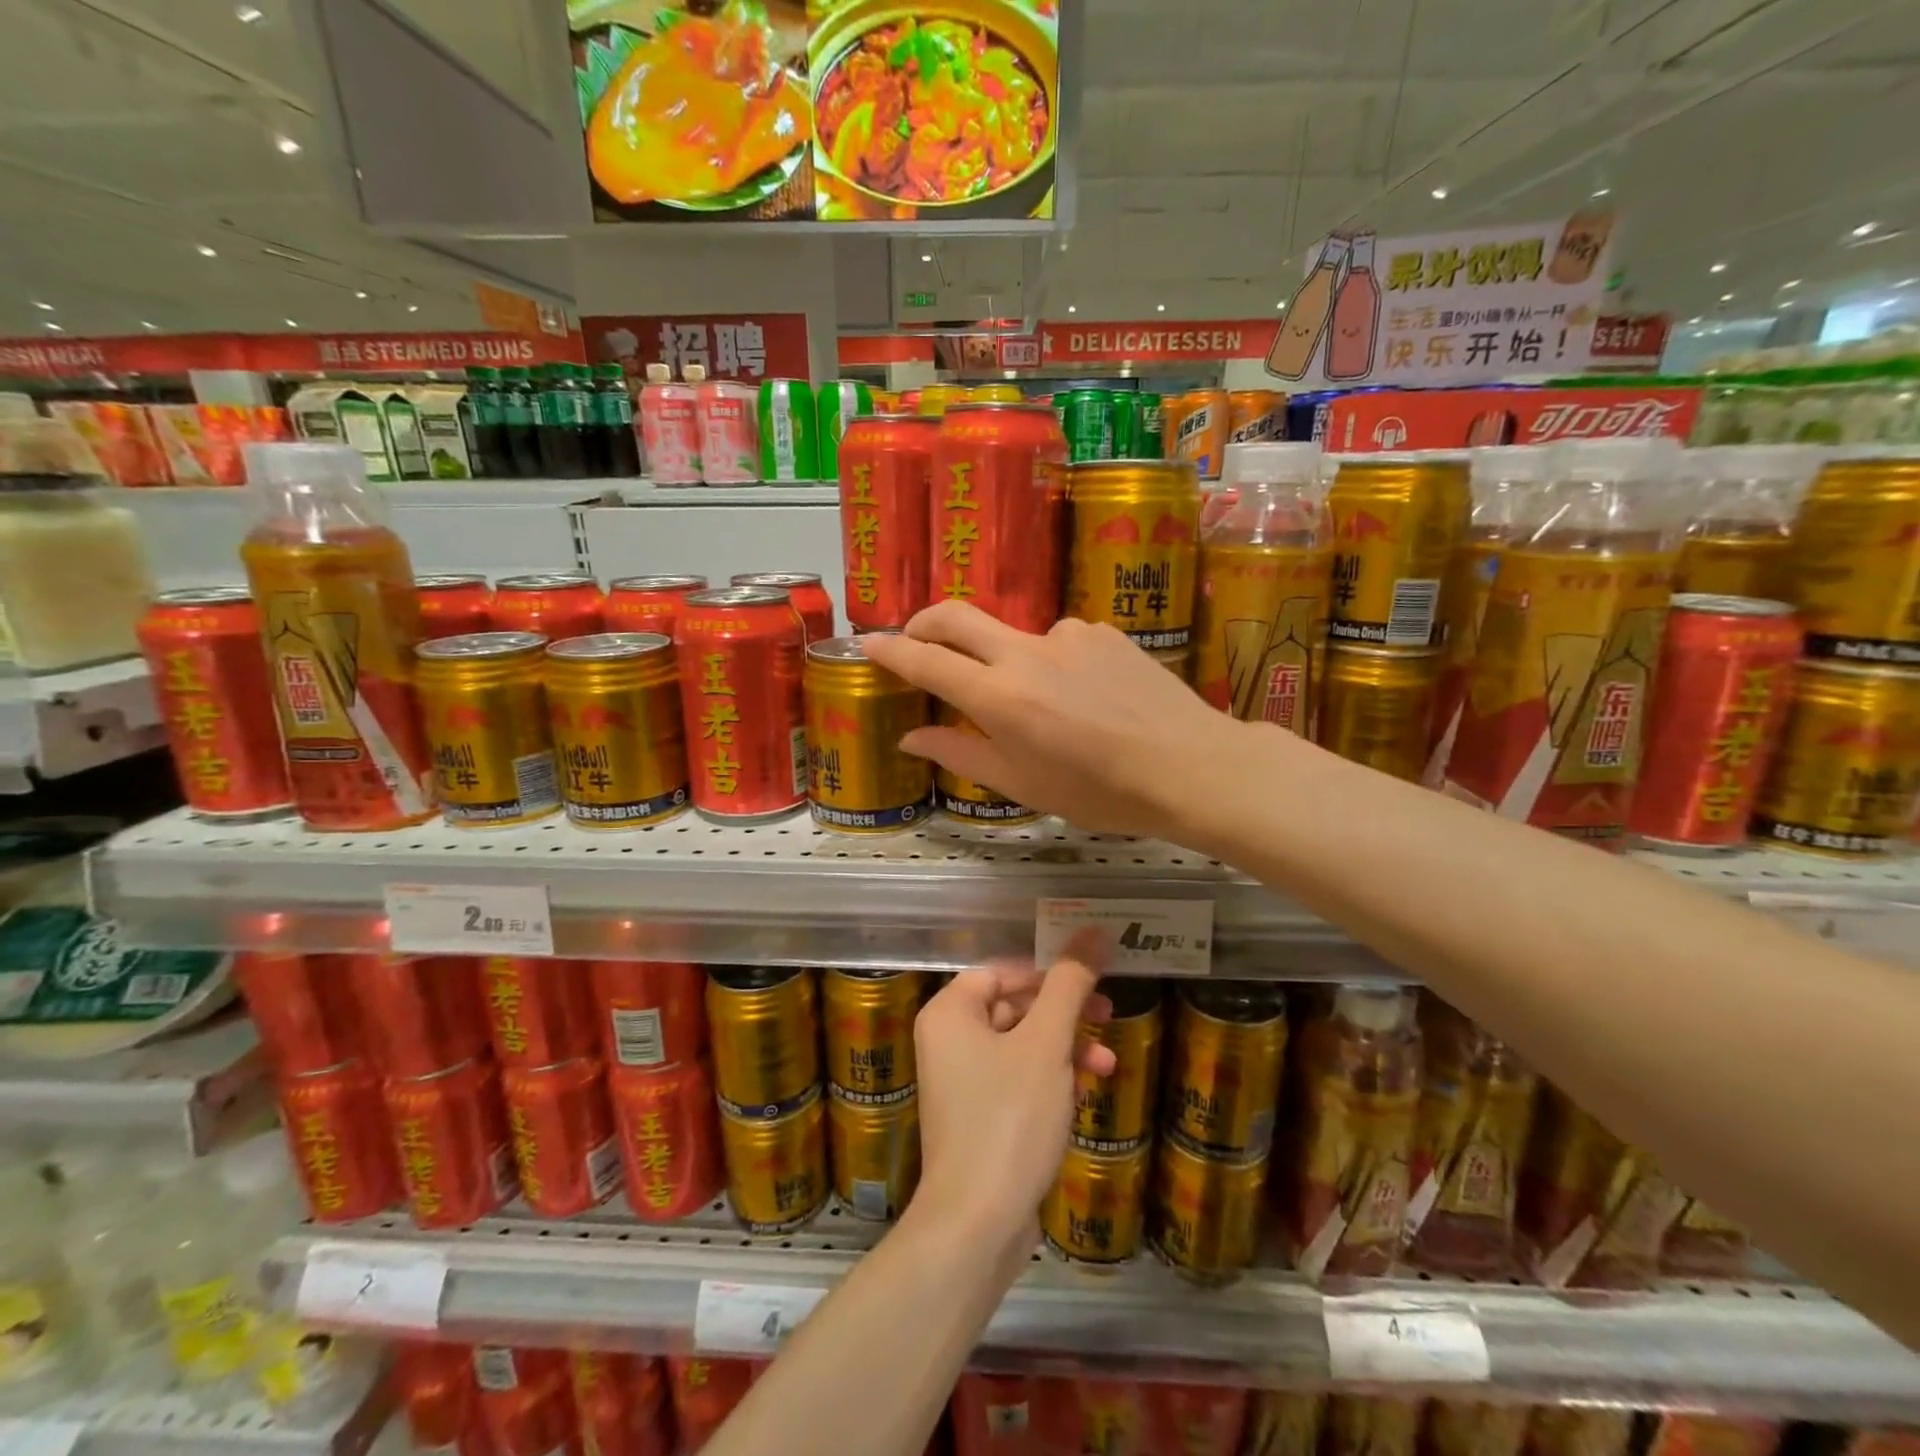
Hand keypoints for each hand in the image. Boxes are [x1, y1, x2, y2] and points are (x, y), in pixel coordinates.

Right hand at [862, 602, 1249, 837]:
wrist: (1190, 766)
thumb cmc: (1100, 792)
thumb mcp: (1022, 786)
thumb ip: (961, 755)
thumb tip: (911, 740)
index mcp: (999, 697)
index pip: (926, 660)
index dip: (889, 649)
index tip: (866, 643)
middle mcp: (1025, 652)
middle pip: (955, 616)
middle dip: (923, 622)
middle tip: (914, 640)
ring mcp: (1067, 634)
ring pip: (1015, 639)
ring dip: (1007, 663)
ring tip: (1047, 712)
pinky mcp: (1102, 630)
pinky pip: (1061, 643)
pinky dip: (1054, 665)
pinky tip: (1087, 700)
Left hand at [911, 934, 1115, 1269]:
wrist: (977, 1225)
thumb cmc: (1009, 1118)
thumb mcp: (1046, 1044)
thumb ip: (1070, 985)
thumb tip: (1093, 930)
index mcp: (951, 1012)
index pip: (1002, 970)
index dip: (1047, 970)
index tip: (1091, 977)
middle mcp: (948, 1040)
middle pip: (1013, 1006)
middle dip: (1064, 1013)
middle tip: (1107, 1015)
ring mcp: (961, 1082)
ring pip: (1021, 1045)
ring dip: (1064, 1049)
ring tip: (1106, 1067)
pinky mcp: (978, 1117)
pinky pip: (1017, 1080)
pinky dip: (1050, 1079)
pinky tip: (1083, 1094)